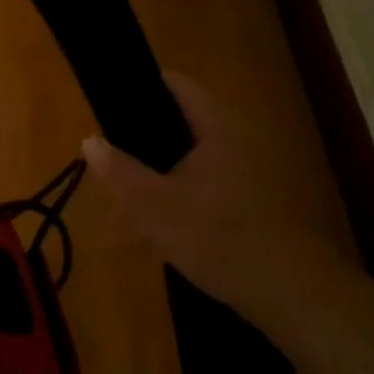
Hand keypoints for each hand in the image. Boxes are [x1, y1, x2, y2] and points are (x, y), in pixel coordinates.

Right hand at [80, 73, 352, 326]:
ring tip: (127, 191)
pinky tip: (158, 221)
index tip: (111, 97)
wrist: (283, 289)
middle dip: (144, 136)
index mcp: (214, 130)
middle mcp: (233, 142)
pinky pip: (202, 184)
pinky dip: (177, 193)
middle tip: (111, 154)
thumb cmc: (215, 235)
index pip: (178, 86)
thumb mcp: (153, 205)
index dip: (144, 84)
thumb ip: (119, 171)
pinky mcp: (246, 203)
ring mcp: (243, 173)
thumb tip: (90, 140)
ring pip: (189, 159)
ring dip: (158, 170)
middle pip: (181, 122)